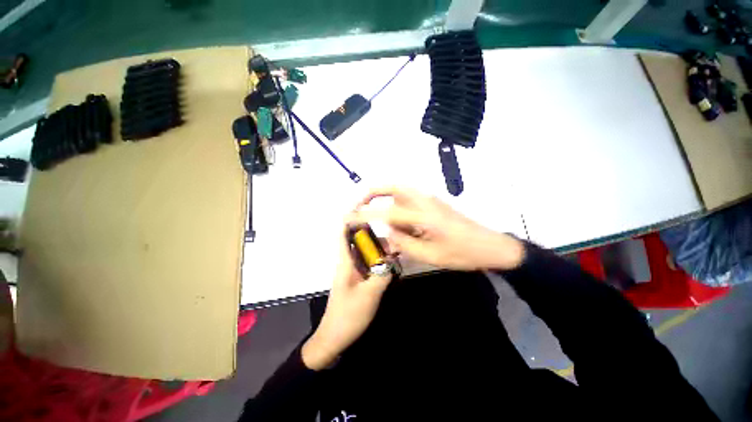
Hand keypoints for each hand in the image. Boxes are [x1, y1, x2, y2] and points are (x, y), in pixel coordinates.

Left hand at [301, 224, 393, 370]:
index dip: (350, 219)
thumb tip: (393, 259)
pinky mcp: (358, 280)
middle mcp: (348, 263)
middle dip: (374, 234)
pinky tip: (390, 263)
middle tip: (393, 234)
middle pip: (359, 242)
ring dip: (378, 248)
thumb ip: (382, 275)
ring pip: (366, 253)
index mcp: (346, 263)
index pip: (344, 234)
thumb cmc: (348, 316)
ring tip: (395, 247)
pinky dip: (379, 260)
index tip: (362, 207)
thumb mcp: (368, 296)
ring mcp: (353, 272)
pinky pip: (369, 264)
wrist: (334, 338)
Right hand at [350, 187, 524, 271]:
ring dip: (388, 203)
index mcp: (424, 215)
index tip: (350, 216)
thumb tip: (386, 232)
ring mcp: (430, 199)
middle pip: (394, 187)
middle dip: (374, 193)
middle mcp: (425, 201)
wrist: (490, 246)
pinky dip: (399, 208)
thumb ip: (404, 243)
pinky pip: (409, 200)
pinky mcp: (434, 202)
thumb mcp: (431, 255)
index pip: (388, 212)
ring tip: (386, 223)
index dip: (367, 214)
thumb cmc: (462, 254)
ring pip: (401, 194)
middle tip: (362, 205)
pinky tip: (404, 226)